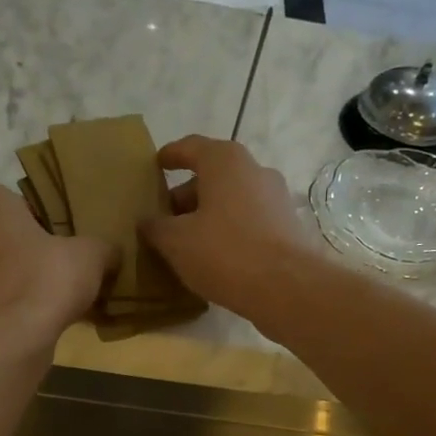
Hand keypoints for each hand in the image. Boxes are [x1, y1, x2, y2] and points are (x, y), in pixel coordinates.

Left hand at [0, 182, 114, 349]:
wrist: (7, 342)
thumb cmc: (43, 281)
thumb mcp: (90, 256)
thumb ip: (102, 247)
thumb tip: (111, 253)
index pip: (9, 197)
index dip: (36, 213)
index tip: (60, 233)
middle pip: (0, 234)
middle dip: (26, 248)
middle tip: (60, 264)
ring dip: (19, 279)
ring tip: (54, 297)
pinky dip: (12, 307)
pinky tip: (41, 321)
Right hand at [141, 136, 323, 316]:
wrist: (287, 288)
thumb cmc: (224, 253)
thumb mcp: (176, 241)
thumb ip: (156, 227)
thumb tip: (147, 221)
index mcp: (225, 161)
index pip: (190, 147)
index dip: (170, 156)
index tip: (156, 165)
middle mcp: (255, 170)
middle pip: (213, 176)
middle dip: (187, 195)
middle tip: (165, 219)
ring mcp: (276, 198)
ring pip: (232, 200)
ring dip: (208, 215)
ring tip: (187, 241)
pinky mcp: (287, 227)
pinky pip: (249, 221)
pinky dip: (229, 231)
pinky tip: (215, 257)